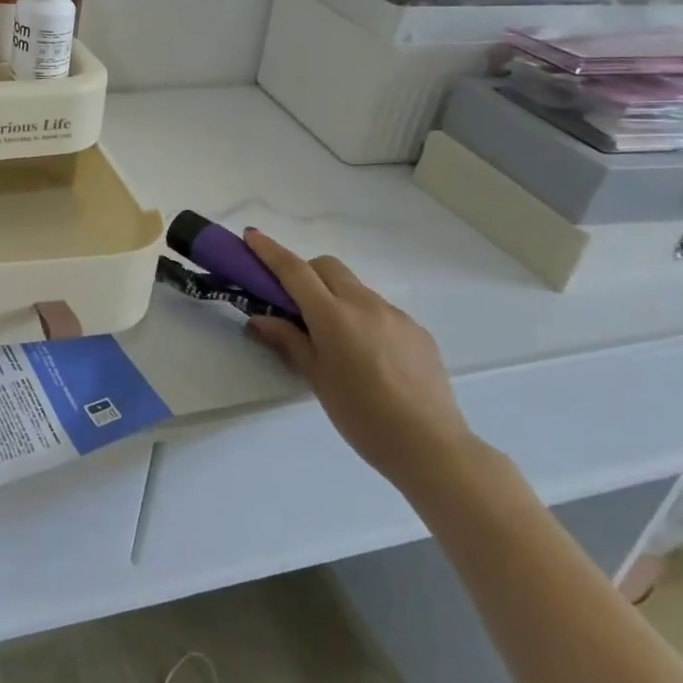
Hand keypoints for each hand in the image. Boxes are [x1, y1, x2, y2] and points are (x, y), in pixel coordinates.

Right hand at [242, 229, 474, 493]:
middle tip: (293, 303)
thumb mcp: (316, 378)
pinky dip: (362, 316)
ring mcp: (395, 315)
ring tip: (333, 338)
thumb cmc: (361, 416)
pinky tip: (367, 355)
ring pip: (355, 288)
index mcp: (334, 316)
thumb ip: (289, 341)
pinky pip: (380, 310)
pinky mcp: (417, 331)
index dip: (270, 251)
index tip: (252, 235)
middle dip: (305, 272)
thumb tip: (260, 319)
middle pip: (328, 267)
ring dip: (335, 296)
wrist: (431, 446)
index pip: (295, 271)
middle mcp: (365, 304)